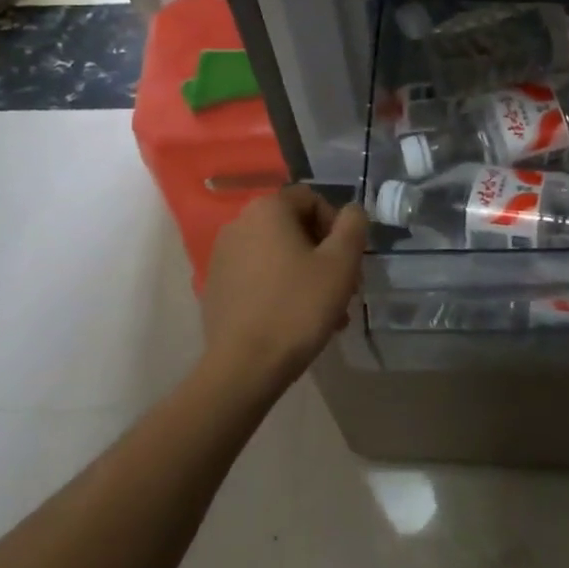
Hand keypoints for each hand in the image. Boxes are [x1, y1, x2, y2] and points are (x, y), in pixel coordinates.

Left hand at [199, 186, 367, 394]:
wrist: (243, 368)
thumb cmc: (298, 307)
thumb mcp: (341, 262)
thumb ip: (353, 225)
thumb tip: (351, 211)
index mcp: (267, 209)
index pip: (312, 199)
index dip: (336, 226)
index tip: (346, 261)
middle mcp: (239, 223)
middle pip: (294, 227)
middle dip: (322, 254)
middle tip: (342, 288)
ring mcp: (222, 256)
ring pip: (278, 254)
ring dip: (305, 274)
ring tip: (324, 312)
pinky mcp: (216, 286)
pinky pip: (258, 275)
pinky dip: (280, 288)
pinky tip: (294, 320)